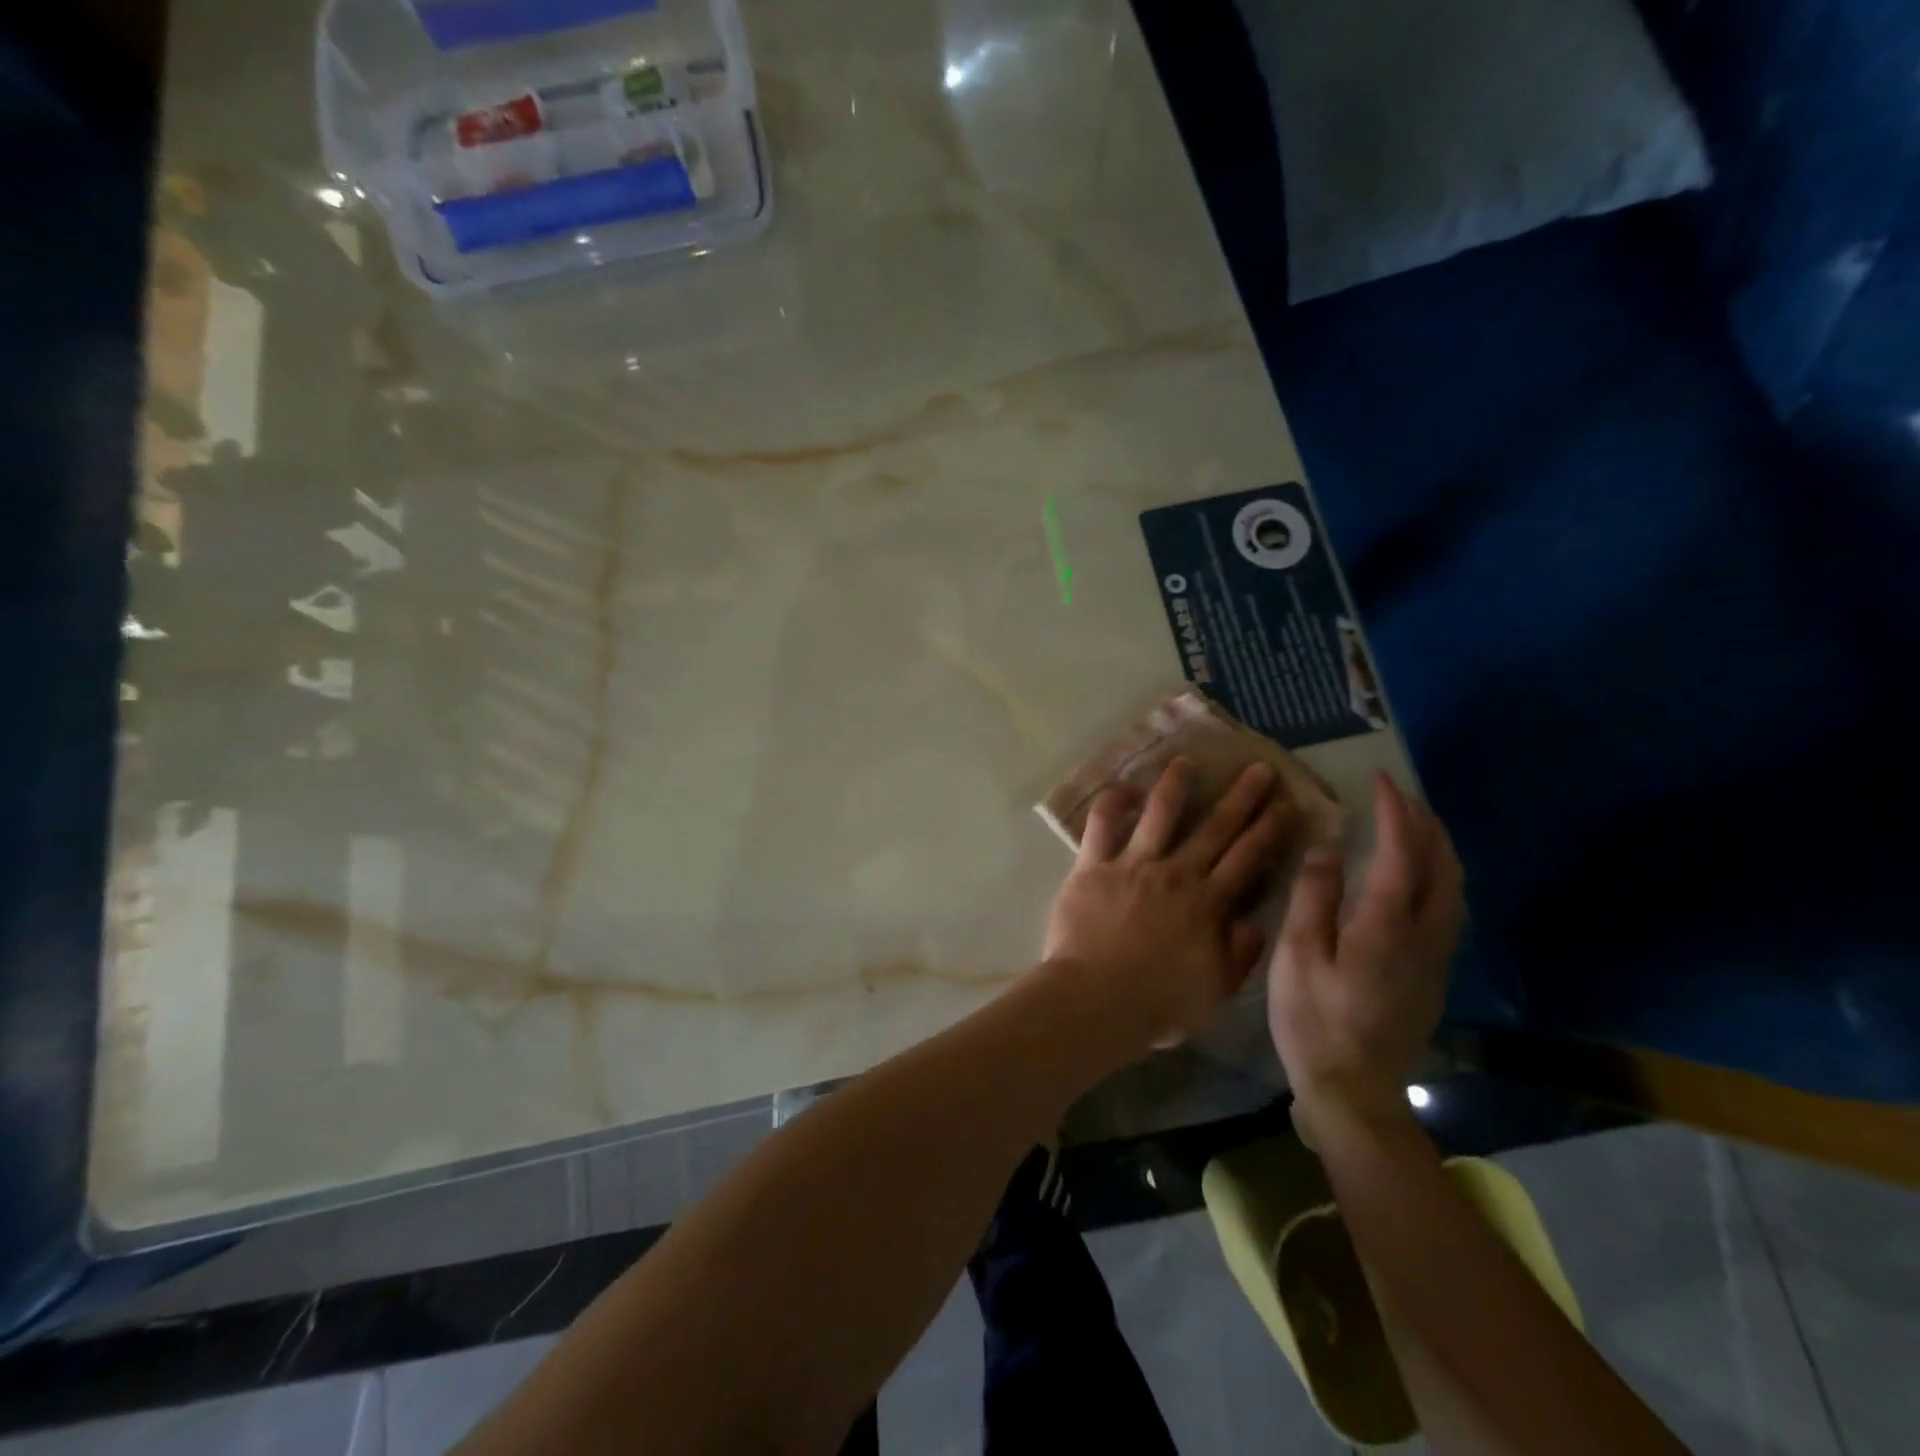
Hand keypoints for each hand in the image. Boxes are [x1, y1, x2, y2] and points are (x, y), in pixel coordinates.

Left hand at [1043, 757, 1298, 1047]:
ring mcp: (1133, 865)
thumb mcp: (1215, 993)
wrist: (1096, 1000)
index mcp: (1208, 905)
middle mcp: (1176, 875)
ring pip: (1160, 813)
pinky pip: (1101, 824)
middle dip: (1241, 797)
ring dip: (1176, 785)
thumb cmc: (1157, 1005)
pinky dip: (1112, 802)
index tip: (1287, 804)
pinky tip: (1124, 788)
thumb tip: (1253, 921)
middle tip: (1259, 769)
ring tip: (1187, 761)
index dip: (1269, 829)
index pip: (1248, 859)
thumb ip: (1238, 955)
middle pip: (1215, 829)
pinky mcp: (1093, 865)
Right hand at [1267, 772, 1463, 1134]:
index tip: (1383, 782)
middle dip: (1426, 825)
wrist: (1355, 1089)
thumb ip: (1314, 898)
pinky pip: (1448, 908)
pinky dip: (1438, 876)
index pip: (1401, 854)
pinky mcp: (1434, 975)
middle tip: (1401, 797)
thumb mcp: (1297, 955)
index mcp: (1386, 927)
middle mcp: (1423, 936)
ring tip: (1414, 826)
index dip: (1394, 814)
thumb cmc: (1314, 1020)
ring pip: (1453, 889)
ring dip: (1438, 849)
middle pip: (1442, 868)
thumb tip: (1328, 849)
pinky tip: (1417, 876)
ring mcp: (1435, 958)